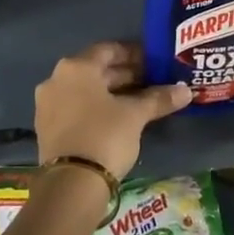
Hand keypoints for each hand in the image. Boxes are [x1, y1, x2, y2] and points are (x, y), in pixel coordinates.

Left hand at [34, 42, 190, 181]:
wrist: (71, 184)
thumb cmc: (105, 136)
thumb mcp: (135, 115)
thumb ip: (158, 99)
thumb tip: (186, 91)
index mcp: (76, 67)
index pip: (108, 50)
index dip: (134, 54)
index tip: (154, 63)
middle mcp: (56, 79)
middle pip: (96, 70)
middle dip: (125, 75)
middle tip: (152, 82)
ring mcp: (48, 104)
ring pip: (86, 90)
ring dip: (112, 93)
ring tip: (140, 101)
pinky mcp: (46, 128)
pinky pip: (76, 108)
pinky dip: (96, 108)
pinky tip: (118, 119)